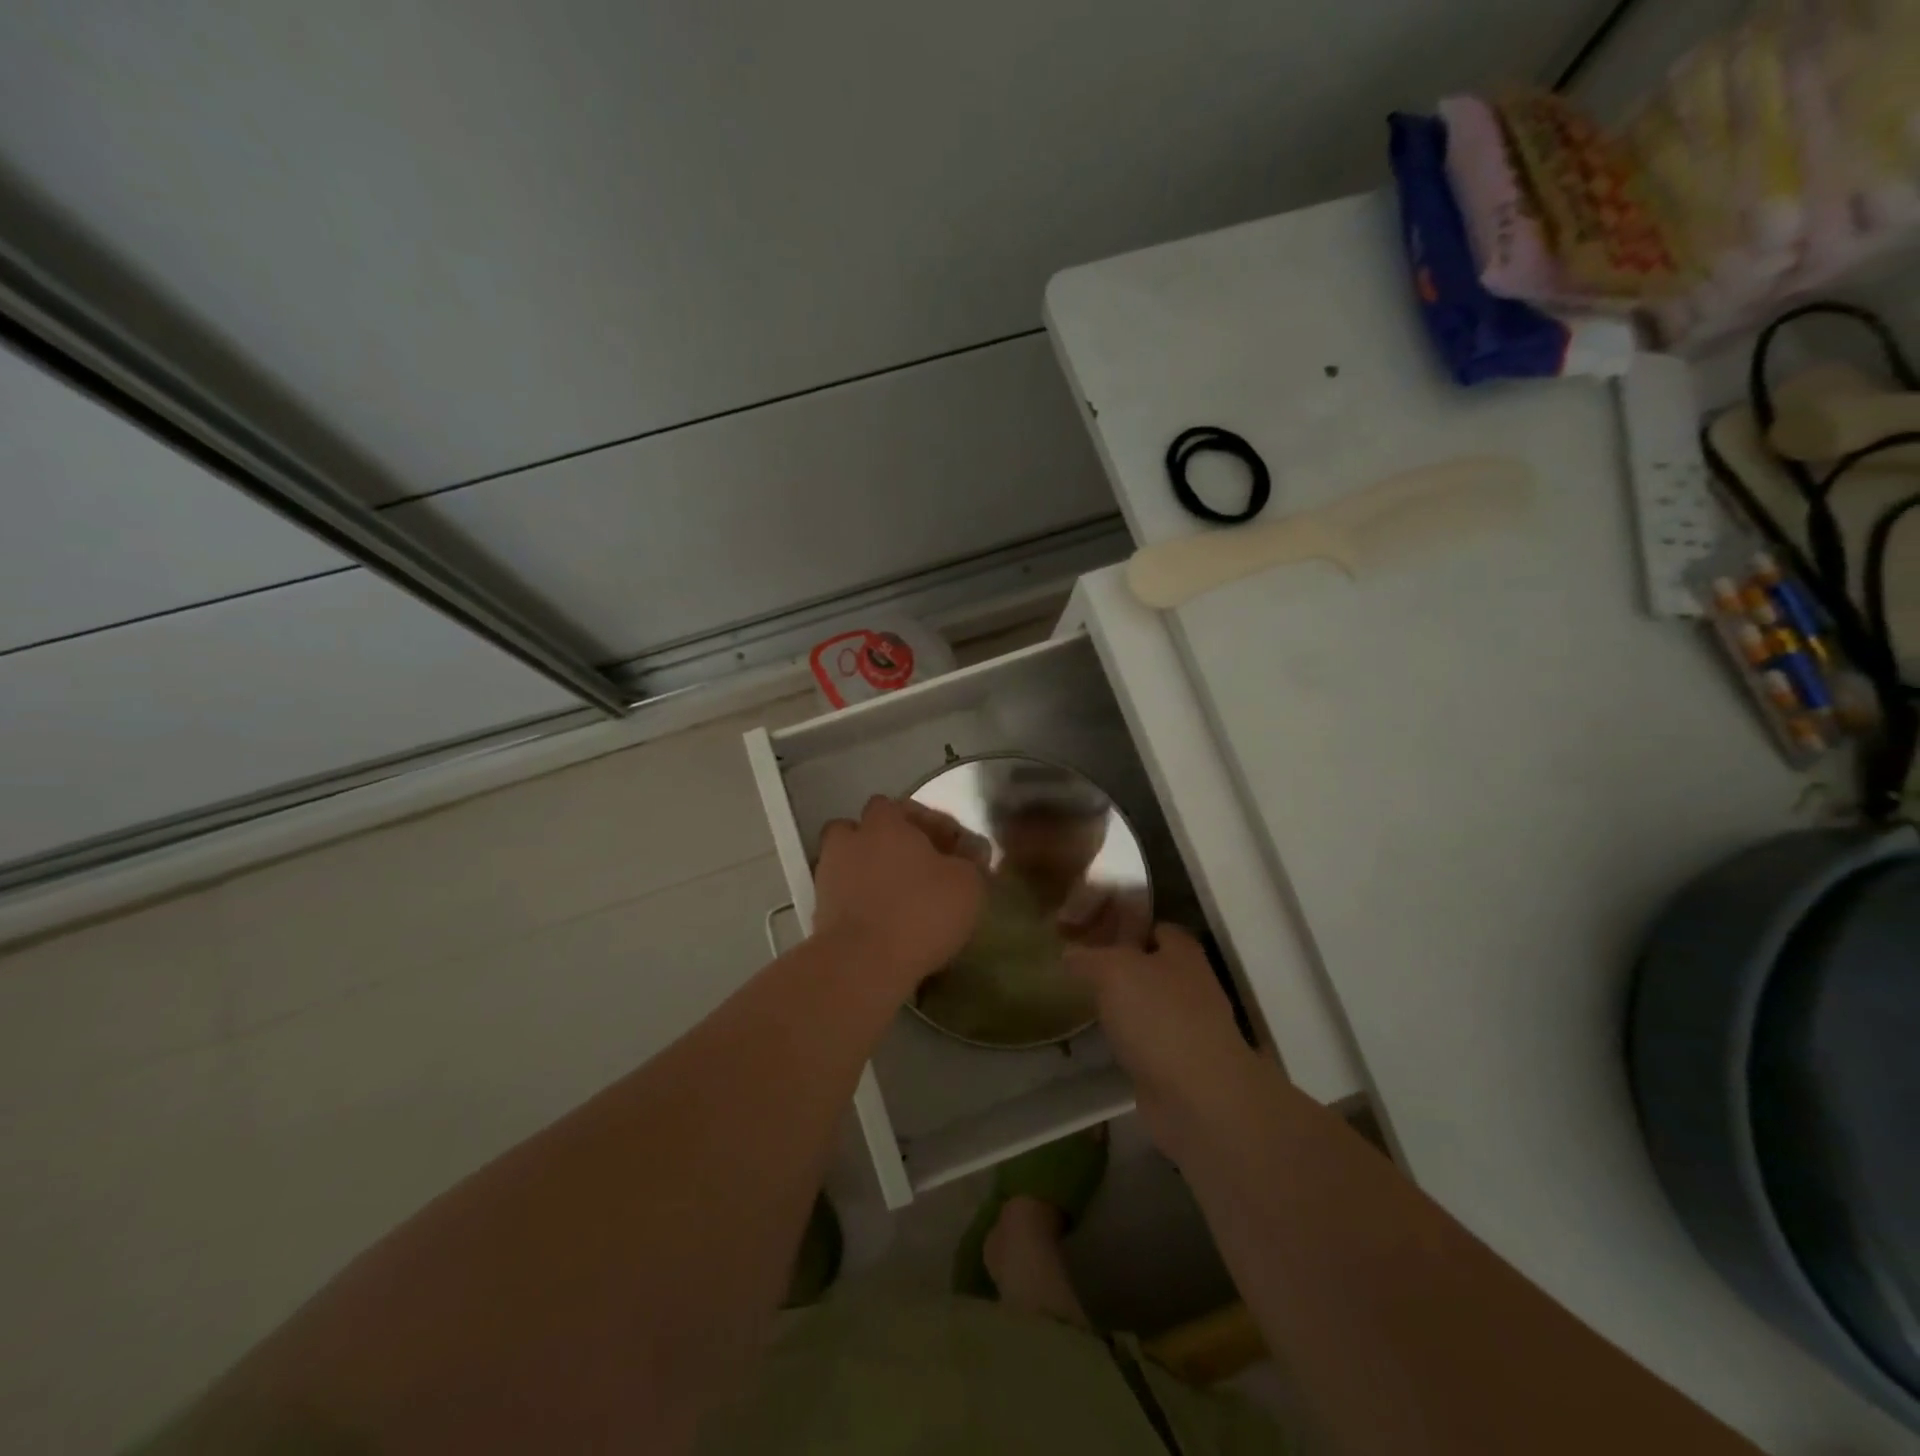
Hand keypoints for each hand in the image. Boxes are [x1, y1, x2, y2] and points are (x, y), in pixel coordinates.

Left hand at [812, 796, 985, 992]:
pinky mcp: (819, 910)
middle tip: (915, 867)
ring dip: (868, 871)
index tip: (949, 848)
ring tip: (895, 895)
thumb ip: (972, 862)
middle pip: (865, 830)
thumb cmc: (921, 911)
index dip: (925, 823)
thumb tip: (972, 852)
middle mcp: (850, 840)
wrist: (862, 964)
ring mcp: (828, 875)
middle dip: (887, 843)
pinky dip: (858, 902)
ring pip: (849, 862)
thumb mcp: (967, 884)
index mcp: (884, 823)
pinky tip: (882, 922)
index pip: (899, 806)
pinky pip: (843, 896)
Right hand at [1066, 925, 1260, 1145]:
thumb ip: (1088, 957)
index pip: (1154, 926)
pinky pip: (1149, 1040)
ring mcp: (1189, 1026)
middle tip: (1081, 969)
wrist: (1198, 1097)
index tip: (1090, 932)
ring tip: (1085, 1003)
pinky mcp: (1181, 1063)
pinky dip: (1130, 1040)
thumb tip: (1070, 953)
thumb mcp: (1112, 970)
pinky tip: (1105, 1041)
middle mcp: (1192, 983)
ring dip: (1124, 1006)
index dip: (1124, 925)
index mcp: (1183, 952)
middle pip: (1151, 965)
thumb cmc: (1158, 1017)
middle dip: (1119, 967)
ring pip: (1149, 1004)